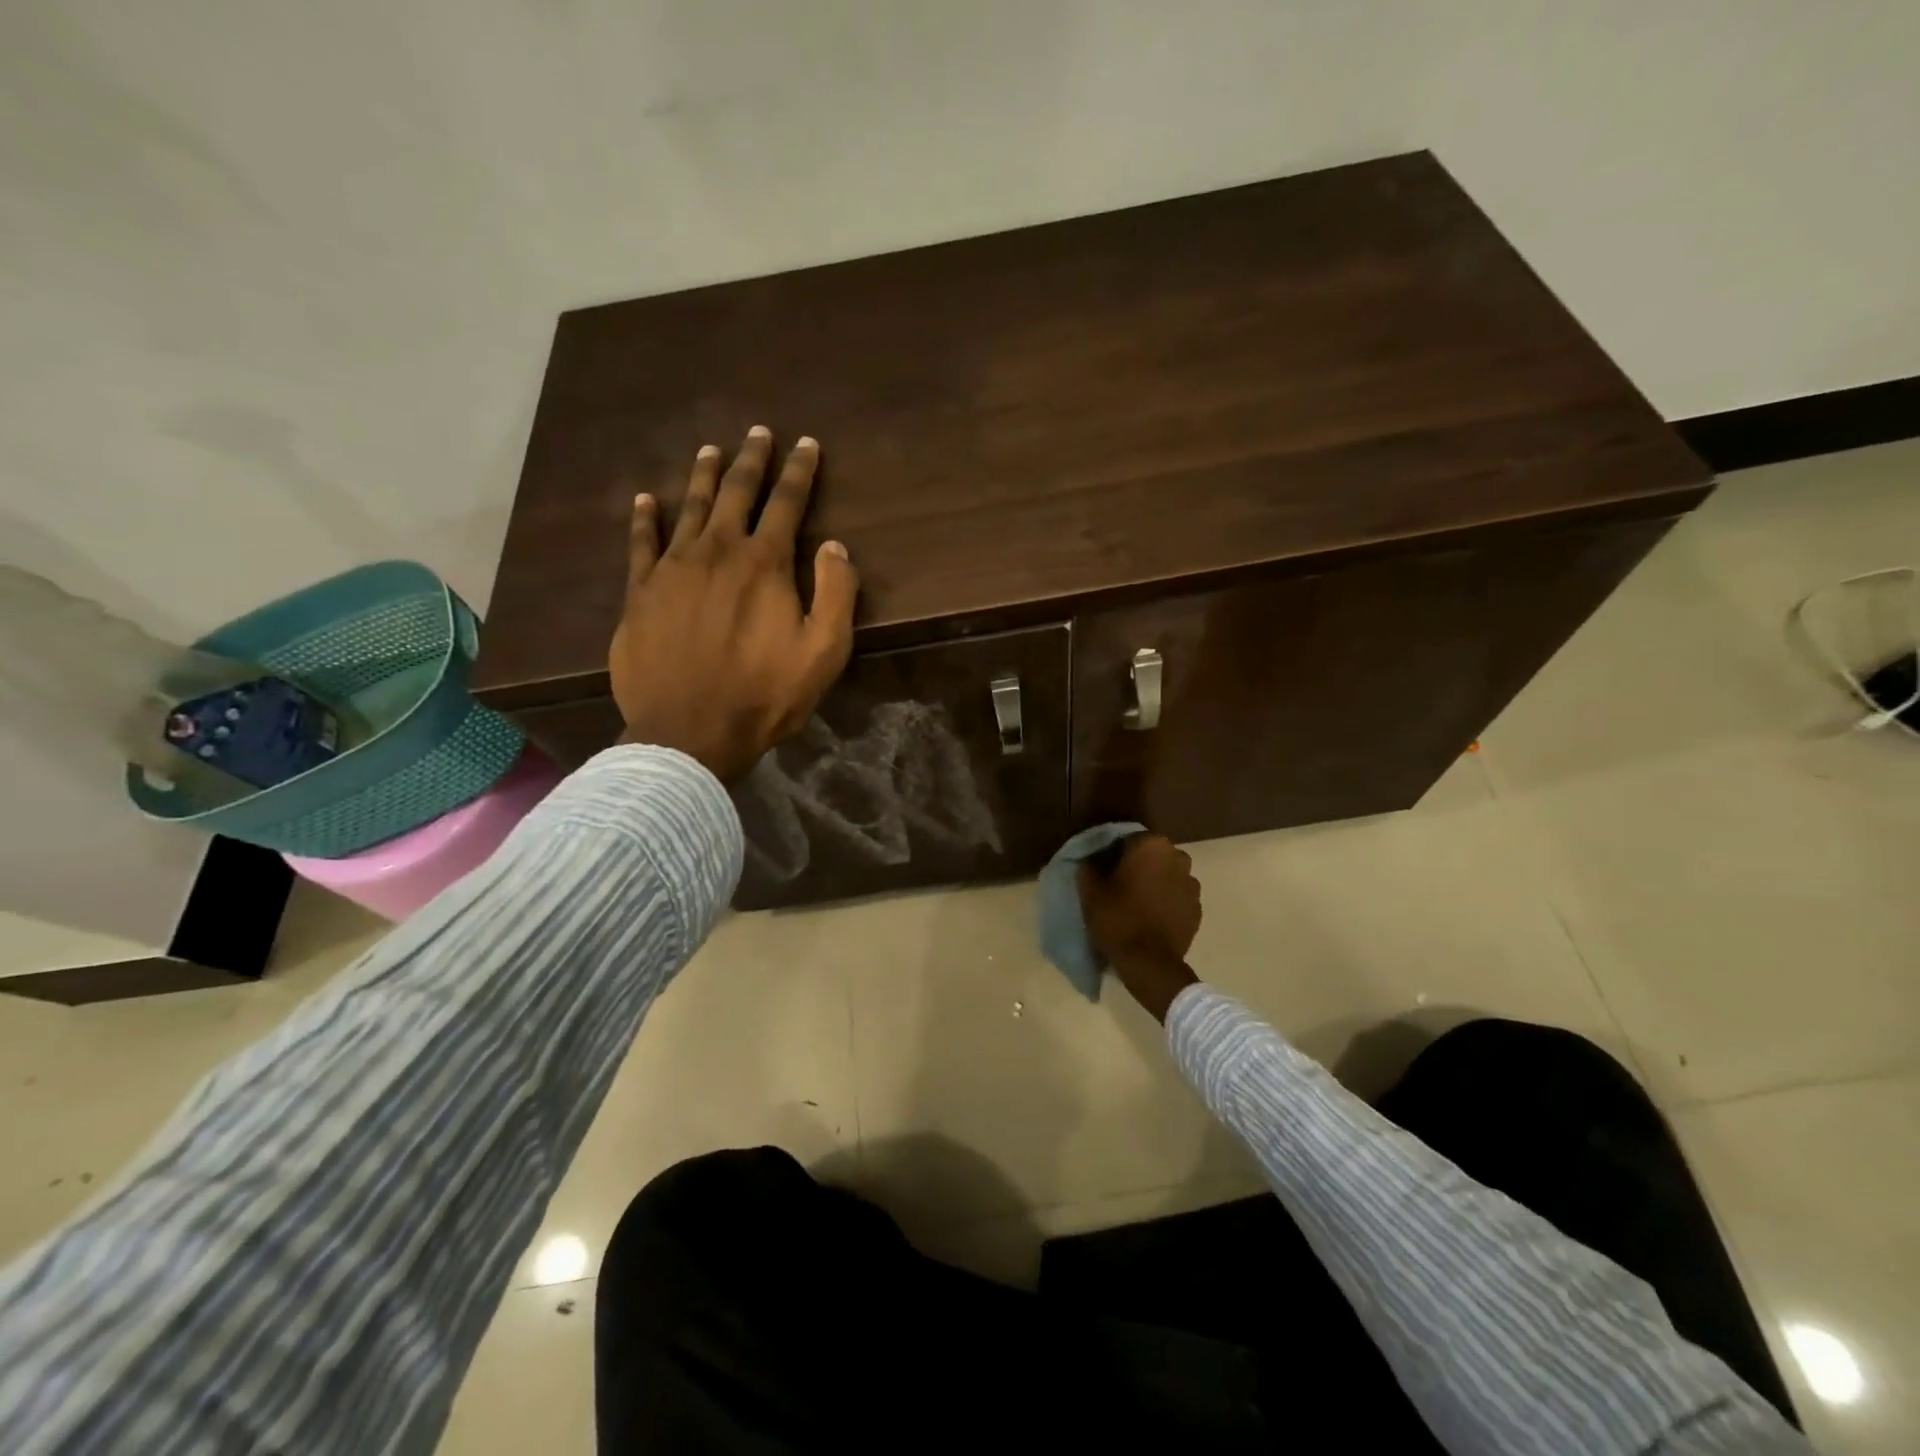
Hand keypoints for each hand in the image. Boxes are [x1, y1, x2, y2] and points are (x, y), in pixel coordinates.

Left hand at [610, 427, 857, 782]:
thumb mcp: (824, 652)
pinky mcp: (640, 593)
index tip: (806, 444)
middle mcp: (717, 552)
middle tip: (758, 433)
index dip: (800, 472)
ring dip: (703, 476)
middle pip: (736, 493)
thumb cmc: (765, 695)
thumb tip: (834, 545)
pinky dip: (645, 517)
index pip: (787, 503)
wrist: (689, 731)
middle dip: (751, 460)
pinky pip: (641, 543)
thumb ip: (836, 593)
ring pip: (689, 508)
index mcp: (765, 564)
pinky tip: (646, 499)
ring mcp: (673, 569)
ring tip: (711, 450)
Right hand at [1077, 834, 1201, 1021]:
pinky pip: (1177, 897)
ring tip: (1136, 903)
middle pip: (1152, 855)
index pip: (1129, 838)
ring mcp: (1192, 884)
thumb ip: (1089, 866)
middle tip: (1119, 885)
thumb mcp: (1090, 891)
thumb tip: (1092, 858)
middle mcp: (1178, 857)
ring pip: (1167, 875)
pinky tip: (1151, 917)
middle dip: (1138, 865)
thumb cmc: (1118, 919)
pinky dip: (1166, 902)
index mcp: (1151, 846)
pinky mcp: (1198, 908)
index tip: (1104, 870)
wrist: (1150, 963)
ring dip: (1155, 883)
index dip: (1114, 853)